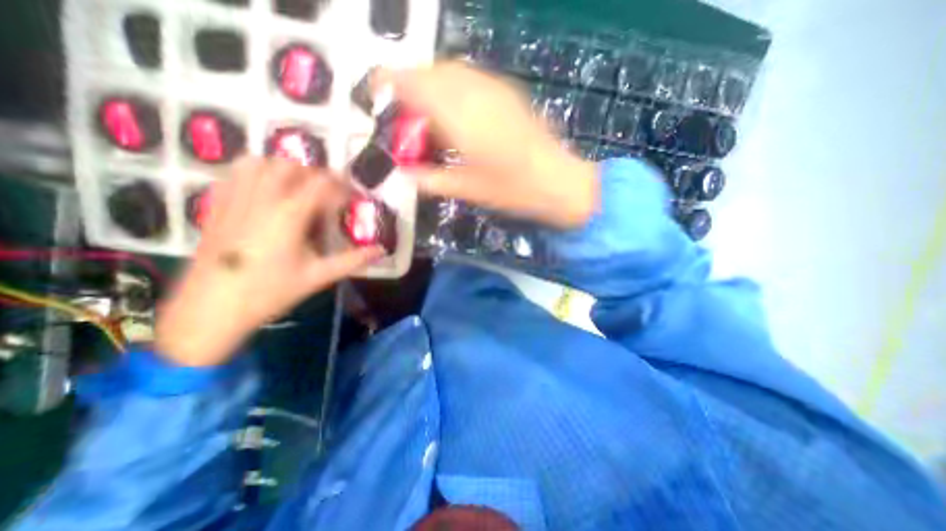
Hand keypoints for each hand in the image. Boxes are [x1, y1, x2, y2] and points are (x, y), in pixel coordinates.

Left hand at [155, 156, 379, 366]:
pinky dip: (257, 172)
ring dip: (286, 169)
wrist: (210, 309)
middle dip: (317, 175)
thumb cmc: (270, 292)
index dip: (343, 185)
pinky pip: (236, 174)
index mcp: (289, 214)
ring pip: (261, 163)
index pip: (322, 183)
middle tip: (331, 195)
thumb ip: (353, 260)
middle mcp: (262, 198)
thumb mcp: (318, 276)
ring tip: (300, 188)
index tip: (354, 196)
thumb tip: (381, 250)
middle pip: (292, 166)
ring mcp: (235, 199)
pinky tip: (267, 191)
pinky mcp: (217, 206)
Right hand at [379, 61, 592, 226]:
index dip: (387, 83)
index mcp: (460, 117)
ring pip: (449, 71)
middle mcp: (474, 93)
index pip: (412, 84)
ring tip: (427, 117)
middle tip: (404, 117)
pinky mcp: (507, 93)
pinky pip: (469, 78)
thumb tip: (405, 174)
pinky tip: (455, 114)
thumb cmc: (513, 190)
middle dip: (409, 87)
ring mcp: (494, 88)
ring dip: (431, 86)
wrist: (558, 182)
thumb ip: (431, 179)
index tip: (374, 97)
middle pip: (429, 72)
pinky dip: (452, 88)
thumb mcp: (468, 190)